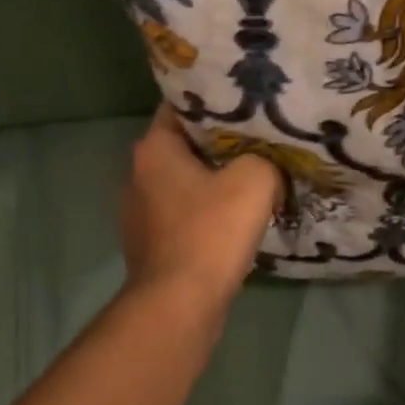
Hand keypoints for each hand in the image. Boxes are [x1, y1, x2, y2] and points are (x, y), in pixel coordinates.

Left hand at [121, 105, 282, 304]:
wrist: (179, 304)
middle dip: (221, 142)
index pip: (182, 106)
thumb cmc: (211, 232)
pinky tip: (235, 217)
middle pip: (184, 144)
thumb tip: (266, 167)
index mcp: (153, 148)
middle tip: (260, 137)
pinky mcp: (151, 242)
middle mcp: (138, 174)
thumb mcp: (254, 180)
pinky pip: (184, 213)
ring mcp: (140, 211)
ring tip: (254, 175)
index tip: (245, 101)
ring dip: (215, 179)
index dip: (215, 100)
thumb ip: (264, 159)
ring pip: (185, 181)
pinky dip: (206, 211)